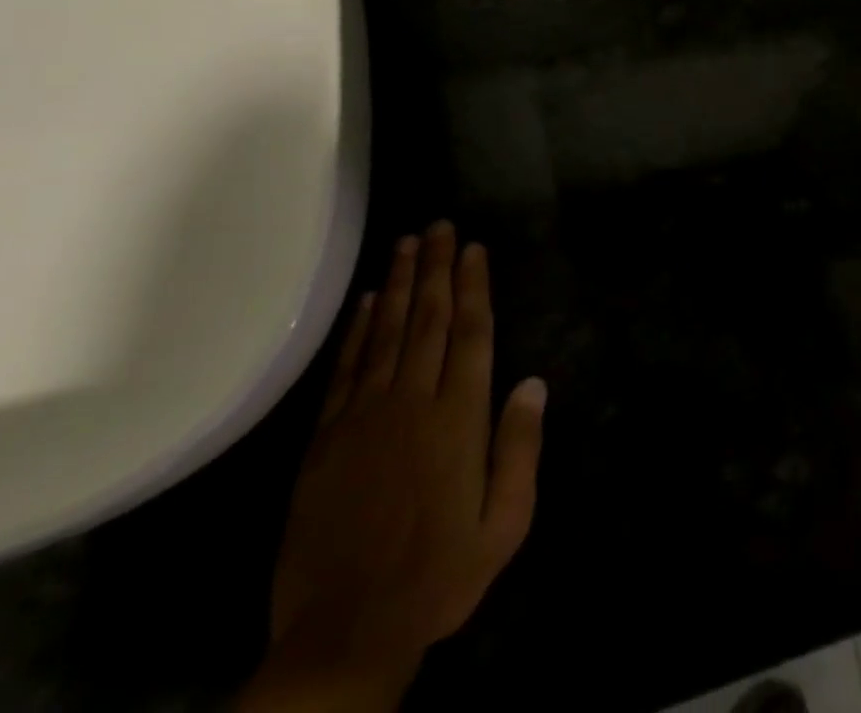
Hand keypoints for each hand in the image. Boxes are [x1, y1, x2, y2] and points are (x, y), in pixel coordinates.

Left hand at [248, 222, 545, 708]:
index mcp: (459, 419)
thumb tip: (533, 382)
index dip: (473, 286)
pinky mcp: (326, 440)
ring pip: (387, 334)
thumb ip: (520, 449)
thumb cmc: (439, 575)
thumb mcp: (505, 523)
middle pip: (429, 321)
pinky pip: (347, 370)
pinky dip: (359, 330)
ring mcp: (365, 418)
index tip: (473, 248)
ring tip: (408, 243)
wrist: (345, 635)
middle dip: (437, 269)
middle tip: (440, 226)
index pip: (471, 334)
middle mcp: (413, 404)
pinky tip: (369, 301)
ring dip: (400, 284)